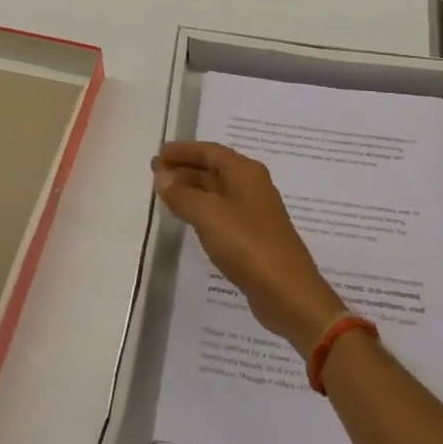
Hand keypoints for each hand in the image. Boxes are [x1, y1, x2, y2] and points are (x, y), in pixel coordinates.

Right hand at [152, 141, 348, 354]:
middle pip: (214, 169)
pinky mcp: (253, 236)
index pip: (210, 151)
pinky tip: (188, 218)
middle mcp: (252, 186)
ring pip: (217, 191)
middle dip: (185, 168)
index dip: (183, 150)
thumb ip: (182, 194)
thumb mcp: (208, 216)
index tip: (159, 153)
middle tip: (155, 174)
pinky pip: (222, 212)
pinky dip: (202, 209)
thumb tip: (162, 176)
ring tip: (165, 194)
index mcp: (245, 172)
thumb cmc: (248, 245)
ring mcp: (254, 212)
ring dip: (192, 189)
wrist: (287, 293)